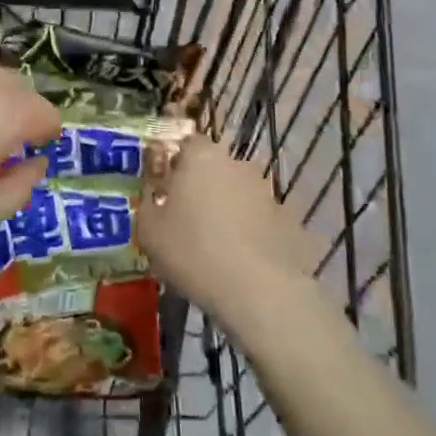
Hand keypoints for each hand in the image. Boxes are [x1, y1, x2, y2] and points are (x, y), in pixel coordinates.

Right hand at [138, 138, 318, 320]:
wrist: (259, 292)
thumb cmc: (193, 252)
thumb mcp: (149, 231)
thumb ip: (147, 203)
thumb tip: (154, 197)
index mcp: (201, 156)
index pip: (188, 143)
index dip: (176, 164)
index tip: (167, 189)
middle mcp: (237, 164)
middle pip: (215, 167)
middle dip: (203, 186)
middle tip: (188, 219)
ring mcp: (267, 191)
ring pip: (239, 193)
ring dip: (228, 209)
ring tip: (216, 246)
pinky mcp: (288, 220)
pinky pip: (260, 220)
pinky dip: (251, 232)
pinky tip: (242, 262)